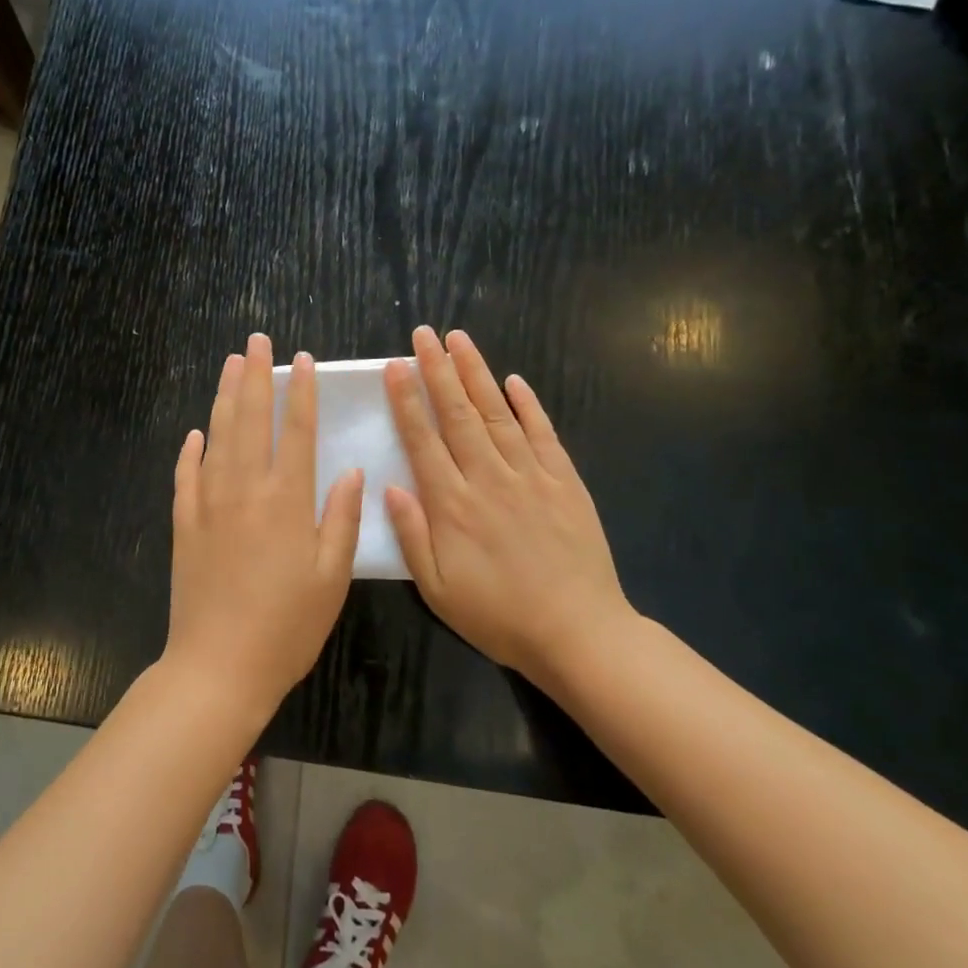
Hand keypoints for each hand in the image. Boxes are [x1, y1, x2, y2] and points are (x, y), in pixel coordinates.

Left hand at [167, 334, 364, 720]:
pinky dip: (190, 450)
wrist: (218, 664)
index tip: (302, 360)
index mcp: (286, 500)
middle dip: (256, 376)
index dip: (300, 392)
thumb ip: (340, 519)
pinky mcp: (183, 523)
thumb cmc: (286, 626)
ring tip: (231, 364)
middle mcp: (244, 489)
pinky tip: (195, 432)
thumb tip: (349, 471)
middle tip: (257, 340)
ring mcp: (208, 503)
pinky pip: (185, 475)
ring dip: (225, 397)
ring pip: (216, 436)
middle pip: (250, 419)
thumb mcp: (331, 578)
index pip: (296, 431)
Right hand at [384, 327, 635, 677]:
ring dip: (477, 374)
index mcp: (452, 505)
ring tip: (460, 340)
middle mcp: (488, 478)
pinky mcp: (565, 482)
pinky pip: (544, 434)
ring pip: (498, 414)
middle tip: (424, 334)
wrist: (578, 633)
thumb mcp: (437, 589)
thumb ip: (411, 535)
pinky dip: (529, 405)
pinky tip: (514, 381)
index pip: (423, 440)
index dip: (407, 400)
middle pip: (458, 415)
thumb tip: (388, 485)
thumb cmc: (498, 616)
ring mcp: (530, 476)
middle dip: (438, 370)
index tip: (395, 366)